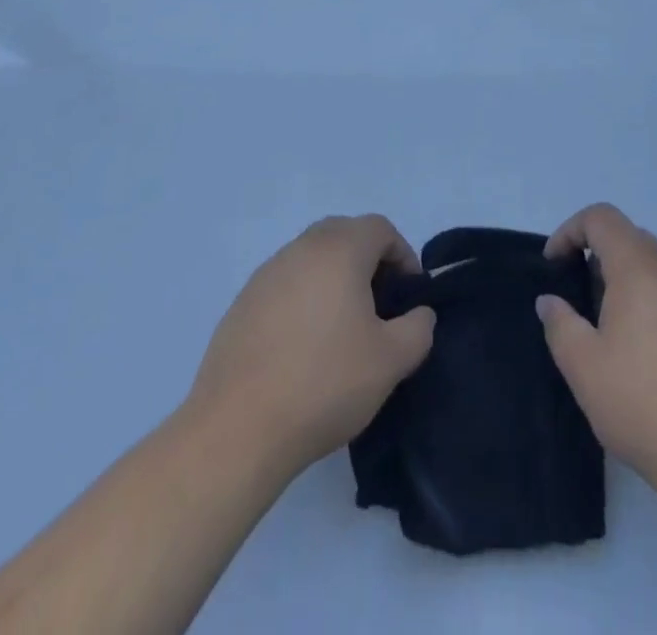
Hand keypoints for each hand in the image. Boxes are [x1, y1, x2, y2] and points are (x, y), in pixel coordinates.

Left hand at [187, 215, 436, 478]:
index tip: (409, 297)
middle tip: (379, 307)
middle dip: (368, 261)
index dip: (403, 256)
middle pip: (343, 234)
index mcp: (338, 250)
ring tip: (342, 329)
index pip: (380, 228)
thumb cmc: (324, 383)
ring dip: (334, 279)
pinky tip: (304, 347)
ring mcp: (265, 274)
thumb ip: (418, 327)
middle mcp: (300, 249)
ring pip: (311, 258)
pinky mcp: (242, 303)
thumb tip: (418, 314)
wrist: (238, 428)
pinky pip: (285, 284)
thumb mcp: (391, 360)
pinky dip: (303, 299)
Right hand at [536, 203, 656, 497]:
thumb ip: (560, 325)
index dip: (570, 231)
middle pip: (631, 237)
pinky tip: (645, 356)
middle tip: (579, 297)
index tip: (554, 266)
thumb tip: (551, 301)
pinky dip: (651, 305)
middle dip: (598, 255)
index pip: (602, 218)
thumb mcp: (584, 367)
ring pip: (656, 268)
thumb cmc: (645, 404)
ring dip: (626, 282)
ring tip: (609, 331)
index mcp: (639, 269)